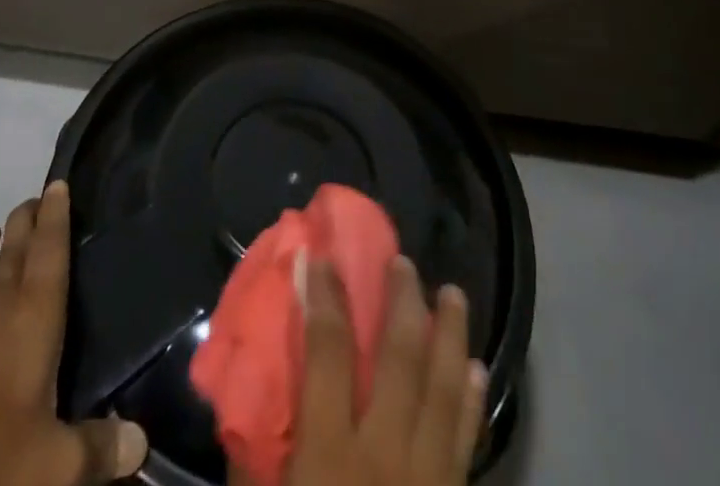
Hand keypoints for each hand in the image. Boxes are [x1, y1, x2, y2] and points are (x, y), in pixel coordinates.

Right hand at [246, 254, 487, 485]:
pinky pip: (468, 439)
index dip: (323, 297)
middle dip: (403, 301)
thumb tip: (242, 395)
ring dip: (450, 334)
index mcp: (332, 454)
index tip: (320, 256)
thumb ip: (256, 457)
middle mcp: (386, 454)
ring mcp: (428, 477)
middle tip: (403, 261)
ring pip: (445, 388)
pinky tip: (476, 366)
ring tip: (453, 292)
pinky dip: (472, 398)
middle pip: (401, 357)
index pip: (329, 352)